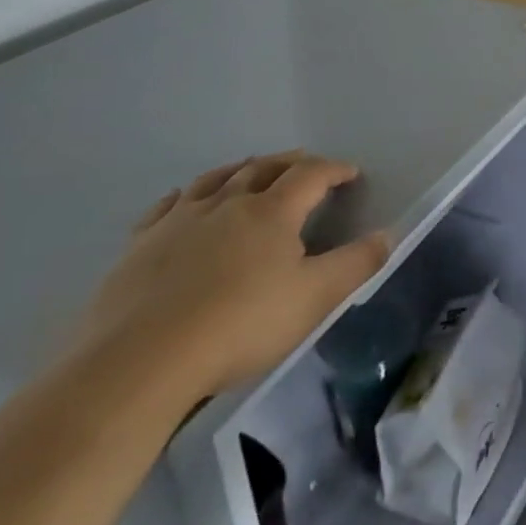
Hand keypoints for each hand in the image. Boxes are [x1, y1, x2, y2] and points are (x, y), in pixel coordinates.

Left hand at [76, 151, 390, 399]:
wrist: (140, 362)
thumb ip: (356, 264)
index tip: (351, 173)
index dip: (334, 169)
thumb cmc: (240, 325)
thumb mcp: (315, 299)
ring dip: (240, 169)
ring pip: (215, 179)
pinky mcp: (139, 246)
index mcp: (272, 212)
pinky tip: (185, 201)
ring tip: (251, 169)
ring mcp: (178, 221)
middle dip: (290, 162)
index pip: (310, 175)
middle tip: (305, 165)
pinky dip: (187, 195)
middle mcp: (227, 203)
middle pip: (263, 168)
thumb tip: (386, 235)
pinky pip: (167, 206)